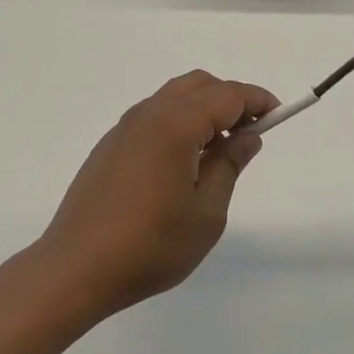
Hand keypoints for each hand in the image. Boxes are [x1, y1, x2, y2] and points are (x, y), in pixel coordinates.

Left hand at [37, 71, 277, 318]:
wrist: (75, 269)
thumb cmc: (149, 245)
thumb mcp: (206, 214)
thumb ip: (229, 166)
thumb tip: (247, 136)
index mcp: (175, 125)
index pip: (227, 95)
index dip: (256, 100)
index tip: (278, 115)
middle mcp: (148, 114)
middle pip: (199, 85)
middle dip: (230, 99)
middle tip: (250, 132)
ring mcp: (124, 128)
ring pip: (174, 97)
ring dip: (203, 109)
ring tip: (219, 149)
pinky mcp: (110, 145)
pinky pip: (154, 116)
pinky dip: (179, 121)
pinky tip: (183, 161)